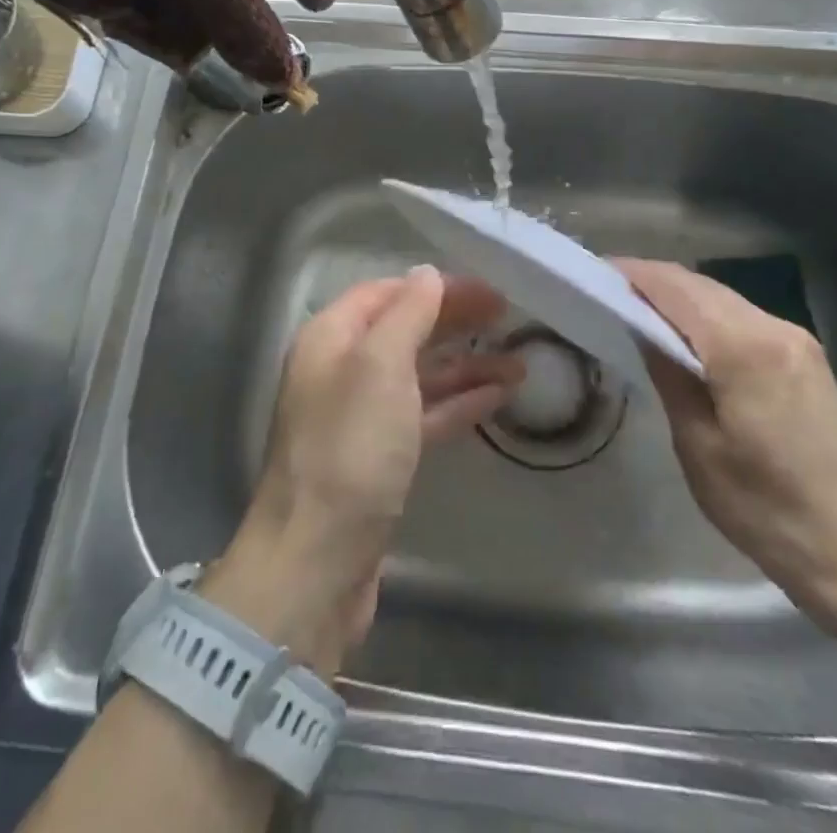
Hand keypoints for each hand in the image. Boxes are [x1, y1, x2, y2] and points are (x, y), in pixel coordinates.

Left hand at [202, 267, 518, 672]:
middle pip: (405, 330)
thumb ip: (407, 314)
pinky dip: (458, 403)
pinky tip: (498, 397)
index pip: (387, 292)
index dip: (437, 287)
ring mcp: (361, 417)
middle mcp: (342, 370)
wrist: (317, 562)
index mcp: (331, 338)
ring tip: (520, 363)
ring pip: (419, 375)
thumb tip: (427, 274)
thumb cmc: (350, 450)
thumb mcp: (380, 367)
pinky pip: (424, 415)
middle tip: (510, 317)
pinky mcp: (379, 458)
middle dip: (455, 322)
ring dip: (466, 366)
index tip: (488, 289)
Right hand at [616, 258, 836, 621]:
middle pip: (701, 286)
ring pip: (724, 299)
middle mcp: (775, 328)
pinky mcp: (807, 357)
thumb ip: (668, 373)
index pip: (677, 289)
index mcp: (745, 348)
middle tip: (610, 291)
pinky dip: (709, 316)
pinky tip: (688, 335)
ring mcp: (797, 340)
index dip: (635, 274)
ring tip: (640, 311)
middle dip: (654, 282)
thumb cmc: (764, 509)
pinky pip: (745, 318)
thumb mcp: (697, 445)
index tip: (597, 273)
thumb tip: (642, 327)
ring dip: (682, 298)